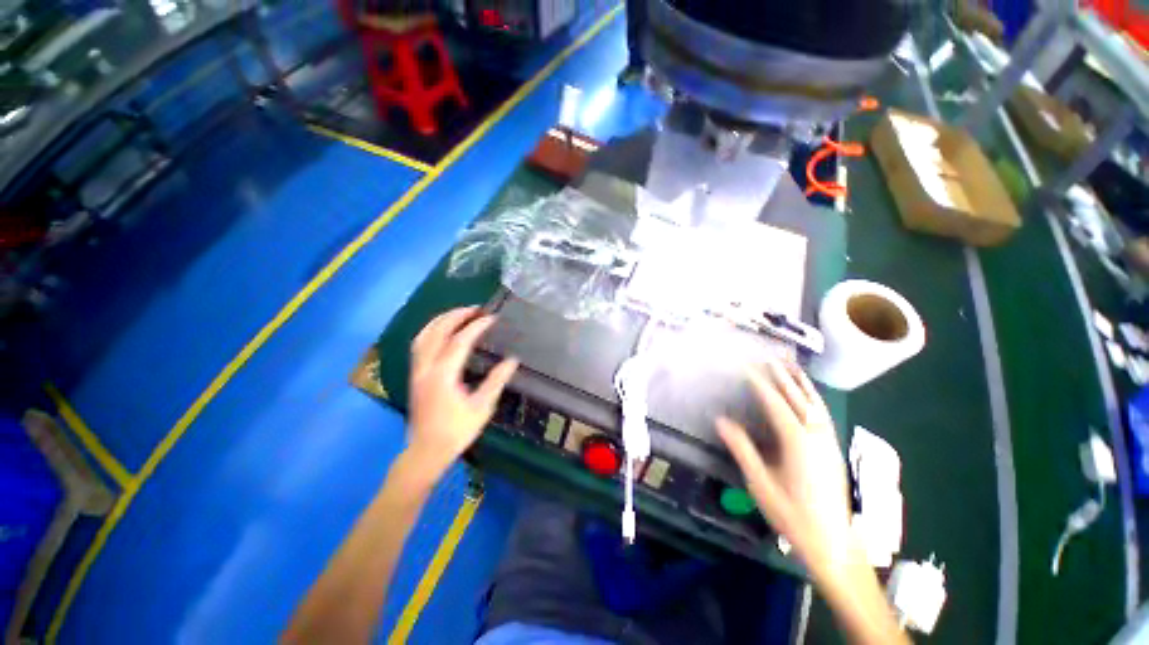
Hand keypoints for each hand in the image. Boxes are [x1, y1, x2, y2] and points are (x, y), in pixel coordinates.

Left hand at [407, 307, 518, 477]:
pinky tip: (442, 331)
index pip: (460, 341)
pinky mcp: (414, 376)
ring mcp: (417, 371)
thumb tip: (512, 360)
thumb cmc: (456, 431)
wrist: (426, 452)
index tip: (491, 318)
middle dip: (455, 316)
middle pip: (437, 332)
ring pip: (423, 336)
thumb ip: (496, 381)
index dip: (476, 327)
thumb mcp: (482, 407)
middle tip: (475, 309)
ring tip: (459, 314)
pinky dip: (431, 331)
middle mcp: (426, 368)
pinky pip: (419, 345)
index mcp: (443, 375)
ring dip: (441, 321)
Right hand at [716, 358, 853, 579]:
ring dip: (800, 379)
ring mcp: (828, 440)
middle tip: (766, 353)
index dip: (758, 380)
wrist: (832, 543)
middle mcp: (815, 434)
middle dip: (780, 372)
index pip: (774, 401)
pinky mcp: (833, 447)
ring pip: (814, 401)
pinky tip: (807, 392)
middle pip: (797, 396)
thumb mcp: (760, 483)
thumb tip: (720, 419)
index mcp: (797, 441)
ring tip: (789, 362)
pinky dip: (812, 395)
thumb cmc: (792, 514)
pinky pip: (822, 411)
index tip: (744, 364)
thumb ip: (742, 449)